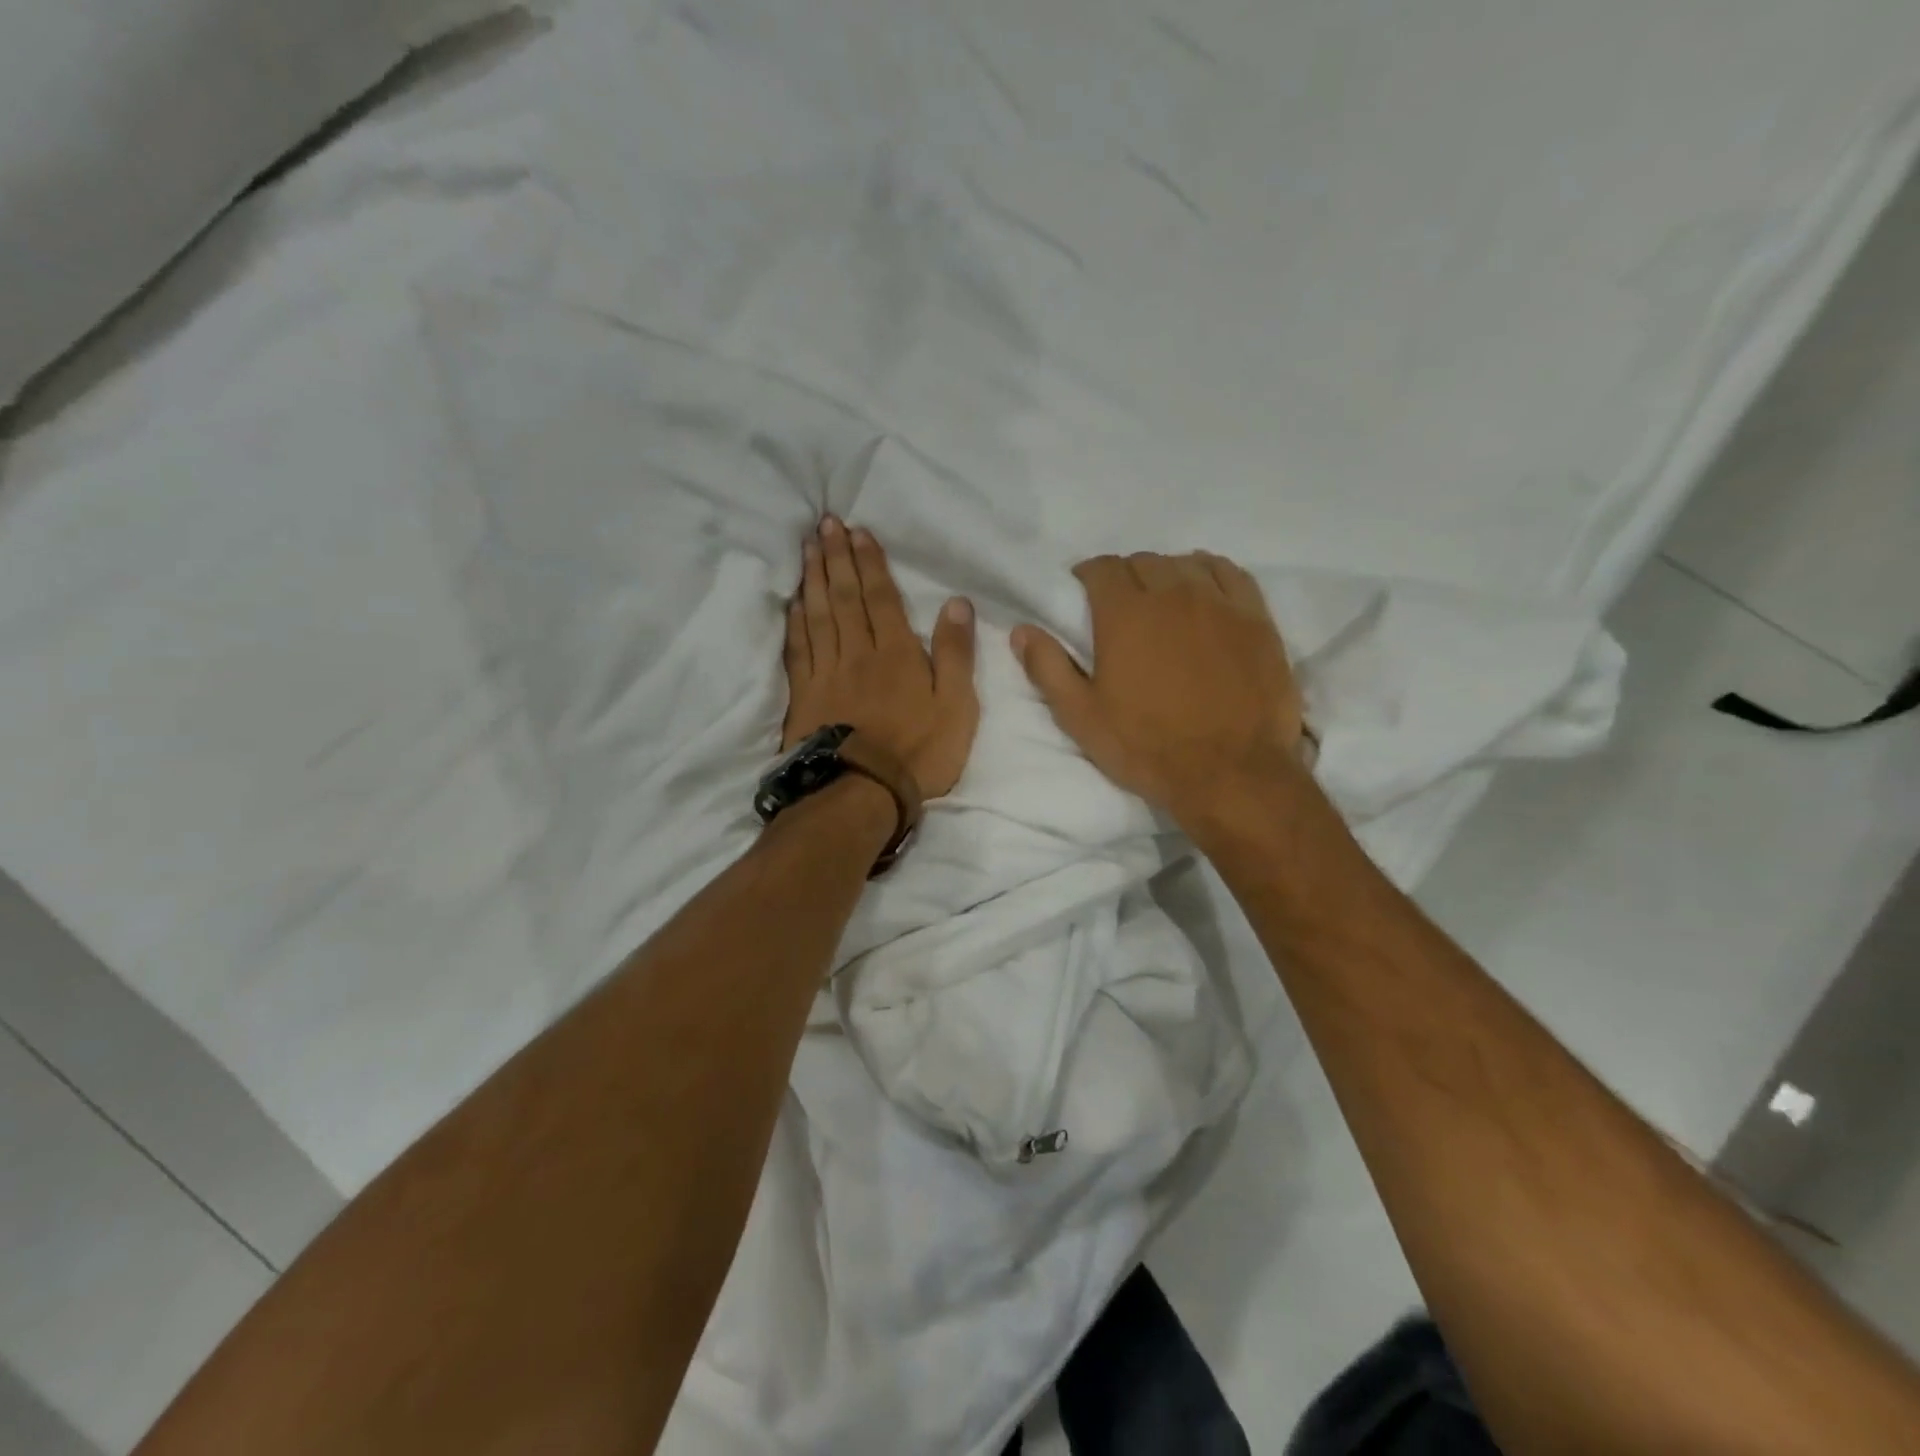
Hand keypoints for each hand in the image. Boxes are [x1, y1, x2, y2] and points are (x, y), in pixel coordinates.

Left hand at [783, 517, 978, 798]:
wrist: (862, 793)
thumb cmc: (919, 752)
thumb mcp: (957, 707)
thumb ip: (956, 654)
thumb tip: (957, 603)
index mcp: (896, 653)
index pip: (881, 598)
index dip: (870, 563)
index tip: (857, 531)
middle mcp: (858, 653)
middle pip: (844, 597)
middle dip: (836, 558)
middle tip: (825, 524)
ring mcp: (827, 673)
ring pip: (818, 616)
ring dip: (813, 579)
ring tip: (808, 548)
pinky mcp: (805, 695)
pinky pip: (798, 649)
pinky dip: (795, 622)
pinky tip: (793, 603)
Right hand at [1012, 552, 1305, 829]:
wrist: (1231, 774)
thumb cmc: (1147, 747)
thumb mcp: (1082, 717)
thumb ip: (1048, 668)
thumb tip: (1021, 630)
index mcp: (1125, 614)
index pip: (1101, 568)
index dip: (1087, 576)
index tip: (1083, 595)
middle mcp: (1172, 594)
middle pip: (1142, 562)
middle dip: (1124, 577)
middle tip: (1119, 607)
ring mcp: (1219, 602)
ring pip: (1185, 563)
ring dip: (1165, 575)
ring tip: (1161, 602)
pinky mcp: (1256, 618)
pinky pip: (1230, 573)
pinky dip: (1209, 574)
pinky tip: (1203, 593)